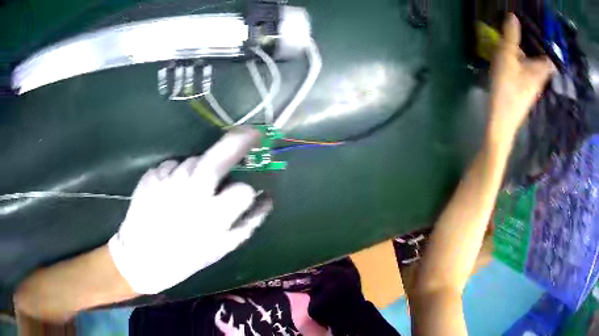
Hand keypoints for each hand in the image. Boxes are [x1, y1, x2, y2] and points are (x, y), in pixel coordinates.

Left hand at [109, 126, 271, 293]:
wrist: (141, 257)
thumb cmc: (185, 257)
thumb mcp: (222, 248)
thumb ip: (249, 223)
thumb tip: (267, 198)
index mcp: (213, 217)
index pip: (243, 190)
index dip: (245, 192)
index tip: (241, 196)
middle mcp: (191, 194)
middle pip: (218, 158)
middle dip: (239, 141)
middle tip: (251, 133)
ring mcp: (168, 181)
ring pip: (194, 161)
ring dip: (200, 169)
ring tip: (190, 190)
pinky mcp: (151, 175)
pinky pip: (173, 165)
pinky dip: (177, 173)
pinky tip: (171, 191)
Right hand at [488, 14, 555, 141]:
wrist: (501, 121)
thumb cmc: (507, 87)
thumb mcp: (507, 57)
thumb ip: (511, 36)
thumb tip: (513, 16)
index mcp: (539, 70)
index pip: (550, 59)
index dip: (548, 47)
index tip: (542, 36)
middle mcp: (539, 79)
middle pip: (541, 62)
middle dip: (534, 49)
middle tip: (525, 36)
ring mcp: (531, 88)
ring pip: (532, 68)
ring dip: (526, 57)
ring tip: (514, 46)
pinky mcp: (523, 93)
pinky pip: (525, 75)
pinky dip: (520, 66)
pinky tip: (510, 63)